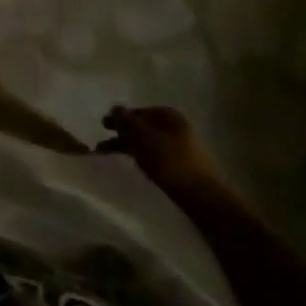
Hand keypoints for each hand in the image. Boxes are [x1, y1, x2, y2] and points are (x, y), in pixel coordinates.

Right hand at [96, 105, 216, 191]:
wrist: (202, 197)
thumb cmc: (170, 161)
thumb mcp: (143, 137)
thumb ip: (126, 122)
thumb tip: (115, 109)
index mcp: (170, 117)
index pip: (141, 111)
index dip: (122, 117)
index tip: (105, 126)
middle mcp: (177, 129)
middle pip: (144, 128)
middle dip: (123, 134)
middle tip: (103, 143)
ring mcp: (183, 149)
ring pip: (149, 144)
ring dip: (130, 148)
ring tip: (113, 157)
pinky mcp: (184, 169)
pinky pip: (157, 158)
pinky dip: (143, 159)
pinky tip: (136, 167)